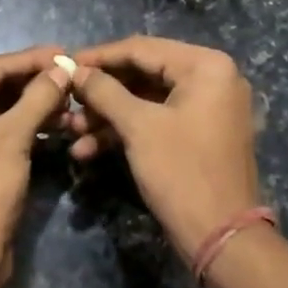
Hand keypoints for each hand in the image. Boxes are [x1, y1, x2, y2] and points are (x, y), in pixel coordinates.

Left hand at [0, 46, 70, 287]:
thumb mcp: (12, 139)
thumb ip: (38, 97)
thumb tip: (63, 67)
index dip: (32, 60)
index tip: (68, 51)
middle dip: (34, 83)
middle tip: (74, 76)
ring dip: (33, 106)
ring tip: (72, 102)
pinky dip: (24, 127)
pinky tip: (57, 124)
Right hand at [68, 38, 261, 260]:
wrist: (223, 239)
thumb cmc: (182, 172)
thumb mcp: (138, 127)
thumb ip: (104, 91)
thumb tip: (75, 69)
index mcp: (206, 66)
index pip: (141, 48)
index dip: (99, 57)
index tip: (65, 64)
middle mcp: (212, 78)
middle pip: (143, 73)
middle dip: (101, 92)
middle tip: (67, 101)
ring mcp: (207, 107)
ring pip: (146, 100)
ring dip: (108, 115)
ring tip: (72, 131)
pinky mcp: (198, 133)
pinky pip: (157, 120)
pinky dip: (126, 131)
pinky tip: (89, 149)